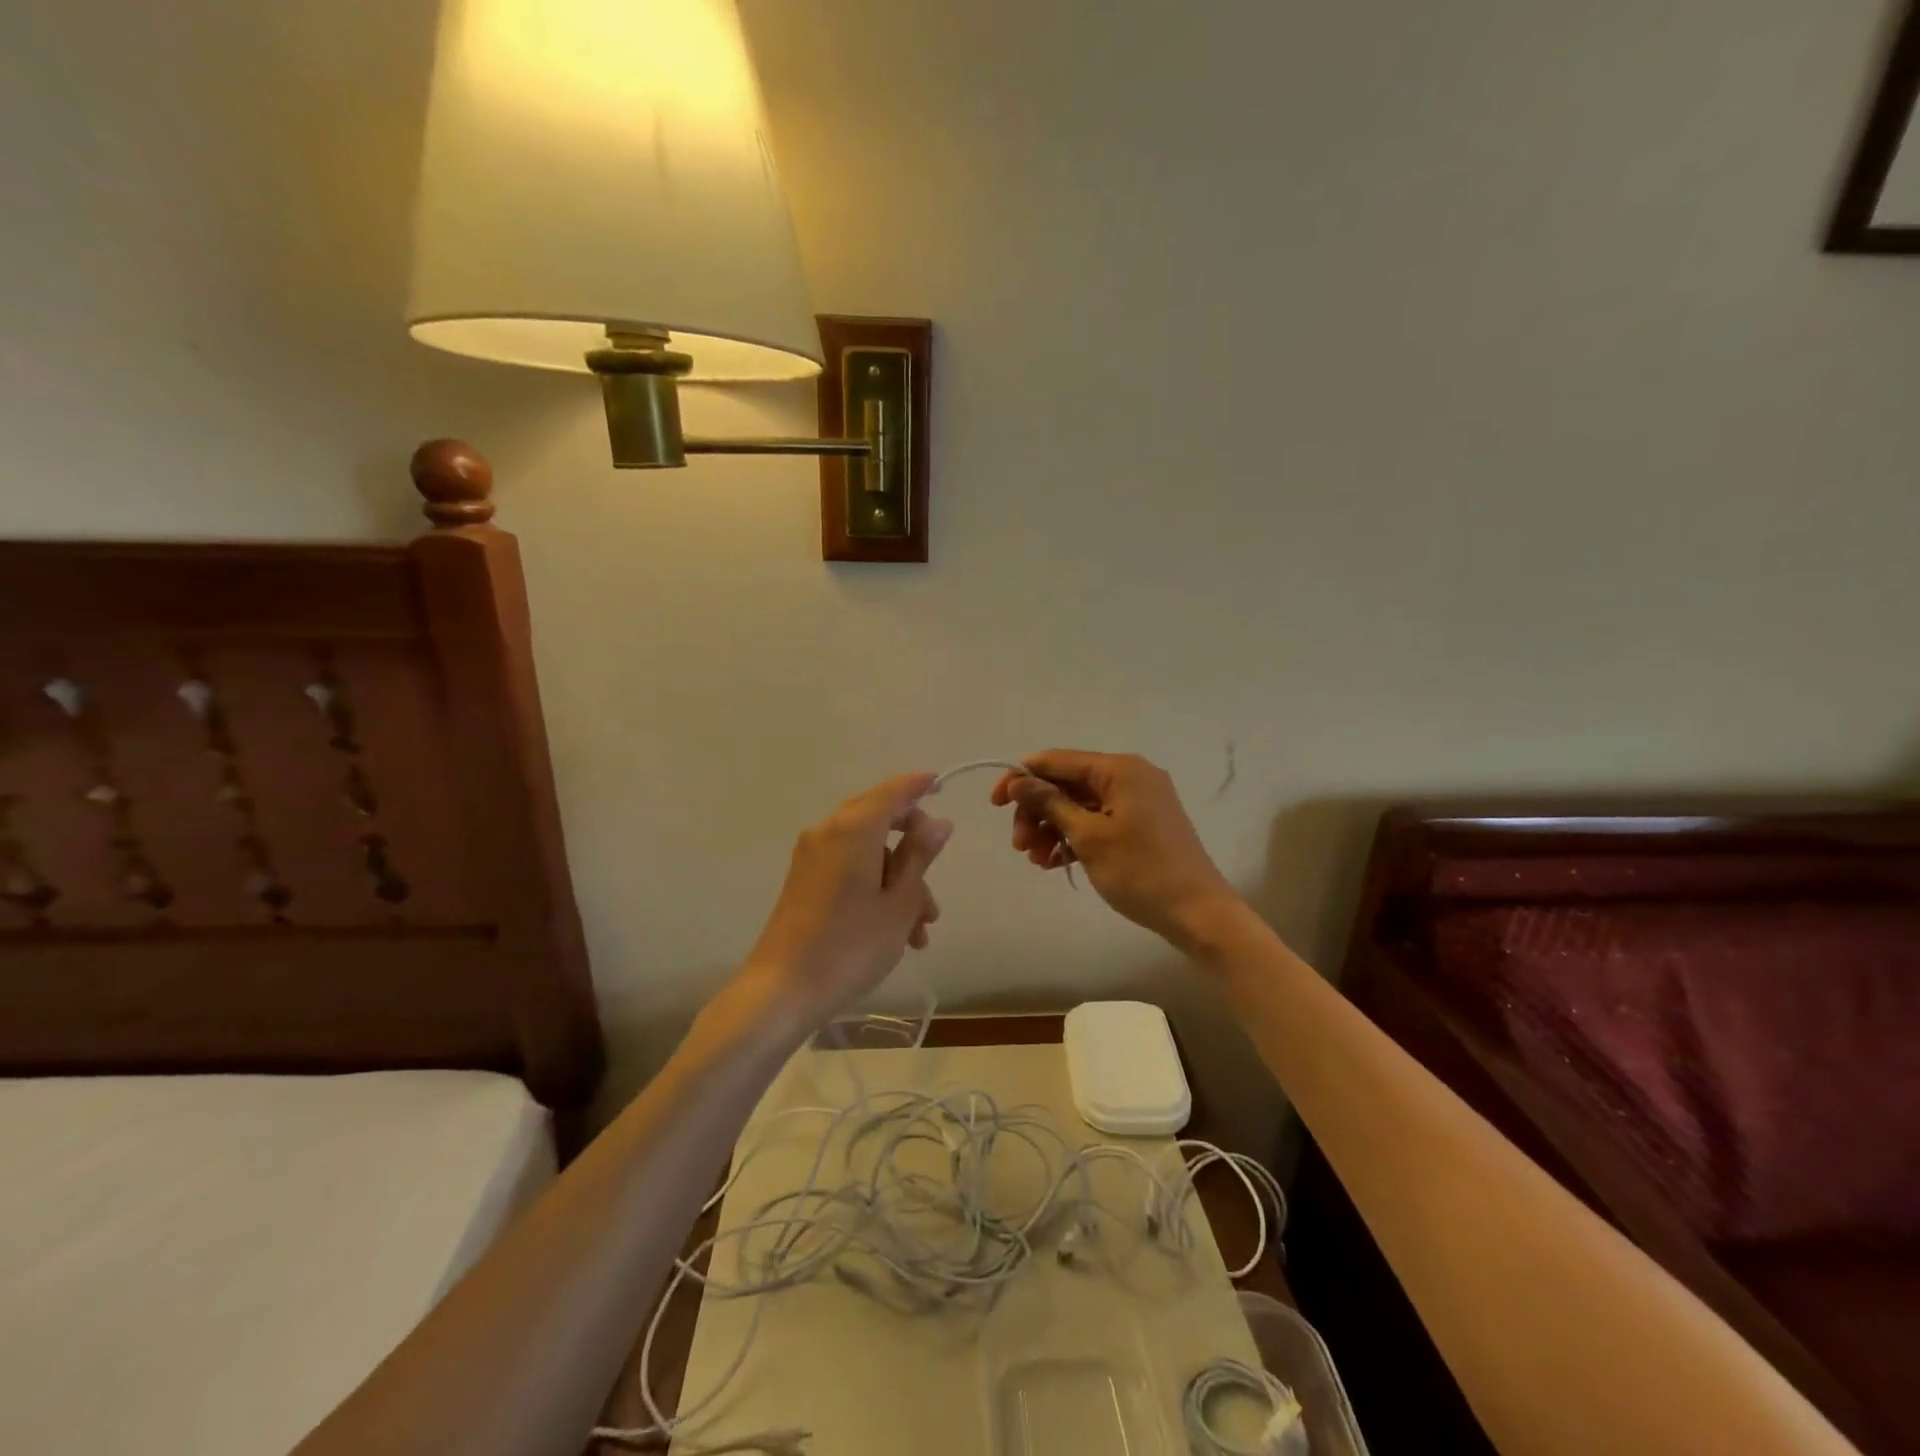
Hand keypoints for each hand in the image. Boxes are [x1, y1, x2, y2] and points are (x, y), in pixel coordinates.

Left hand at [734, 772, 951, 1038]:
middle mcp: (829, 832)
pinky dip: (875, 888)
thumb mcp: (898, 903)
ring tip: (920, 931)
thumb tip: (938, 822)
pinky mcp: (804, 880)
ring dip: (899, 882)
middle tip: (935, 889)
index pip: (893, 791)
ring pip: (868, 852)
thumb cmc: (850, 946)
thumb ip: (919, 855)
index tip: (942, 784)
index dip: (919, 785)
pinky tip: (895, 932)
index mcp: (854, 829)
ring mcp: (812, 856)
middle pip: (880, 819)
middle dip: (914, 852)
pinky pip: (849, 868)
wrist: (782, 991)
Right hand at [990, 751, 1239, 948]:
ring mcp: (1138, 800)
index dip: (1021, 778)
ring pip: (1079, 804)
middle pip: (1066, 783)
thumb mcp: (1088, 836)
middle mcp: (1130, 775)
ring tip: (1036, 860)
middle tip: (1019, 845)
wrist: (1198, 913)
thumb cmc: (1141, 872)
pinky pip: (1097, 820)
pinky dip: (1074, 837)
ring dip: (1051, 827)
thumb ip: (1050, 803)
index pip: (1057, 761)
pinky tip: (1055, 863)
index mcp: (1119, 769)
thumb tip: (1019, 780)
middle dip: (1037, 811)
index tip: (995, 804)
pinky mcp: (1141, 823)